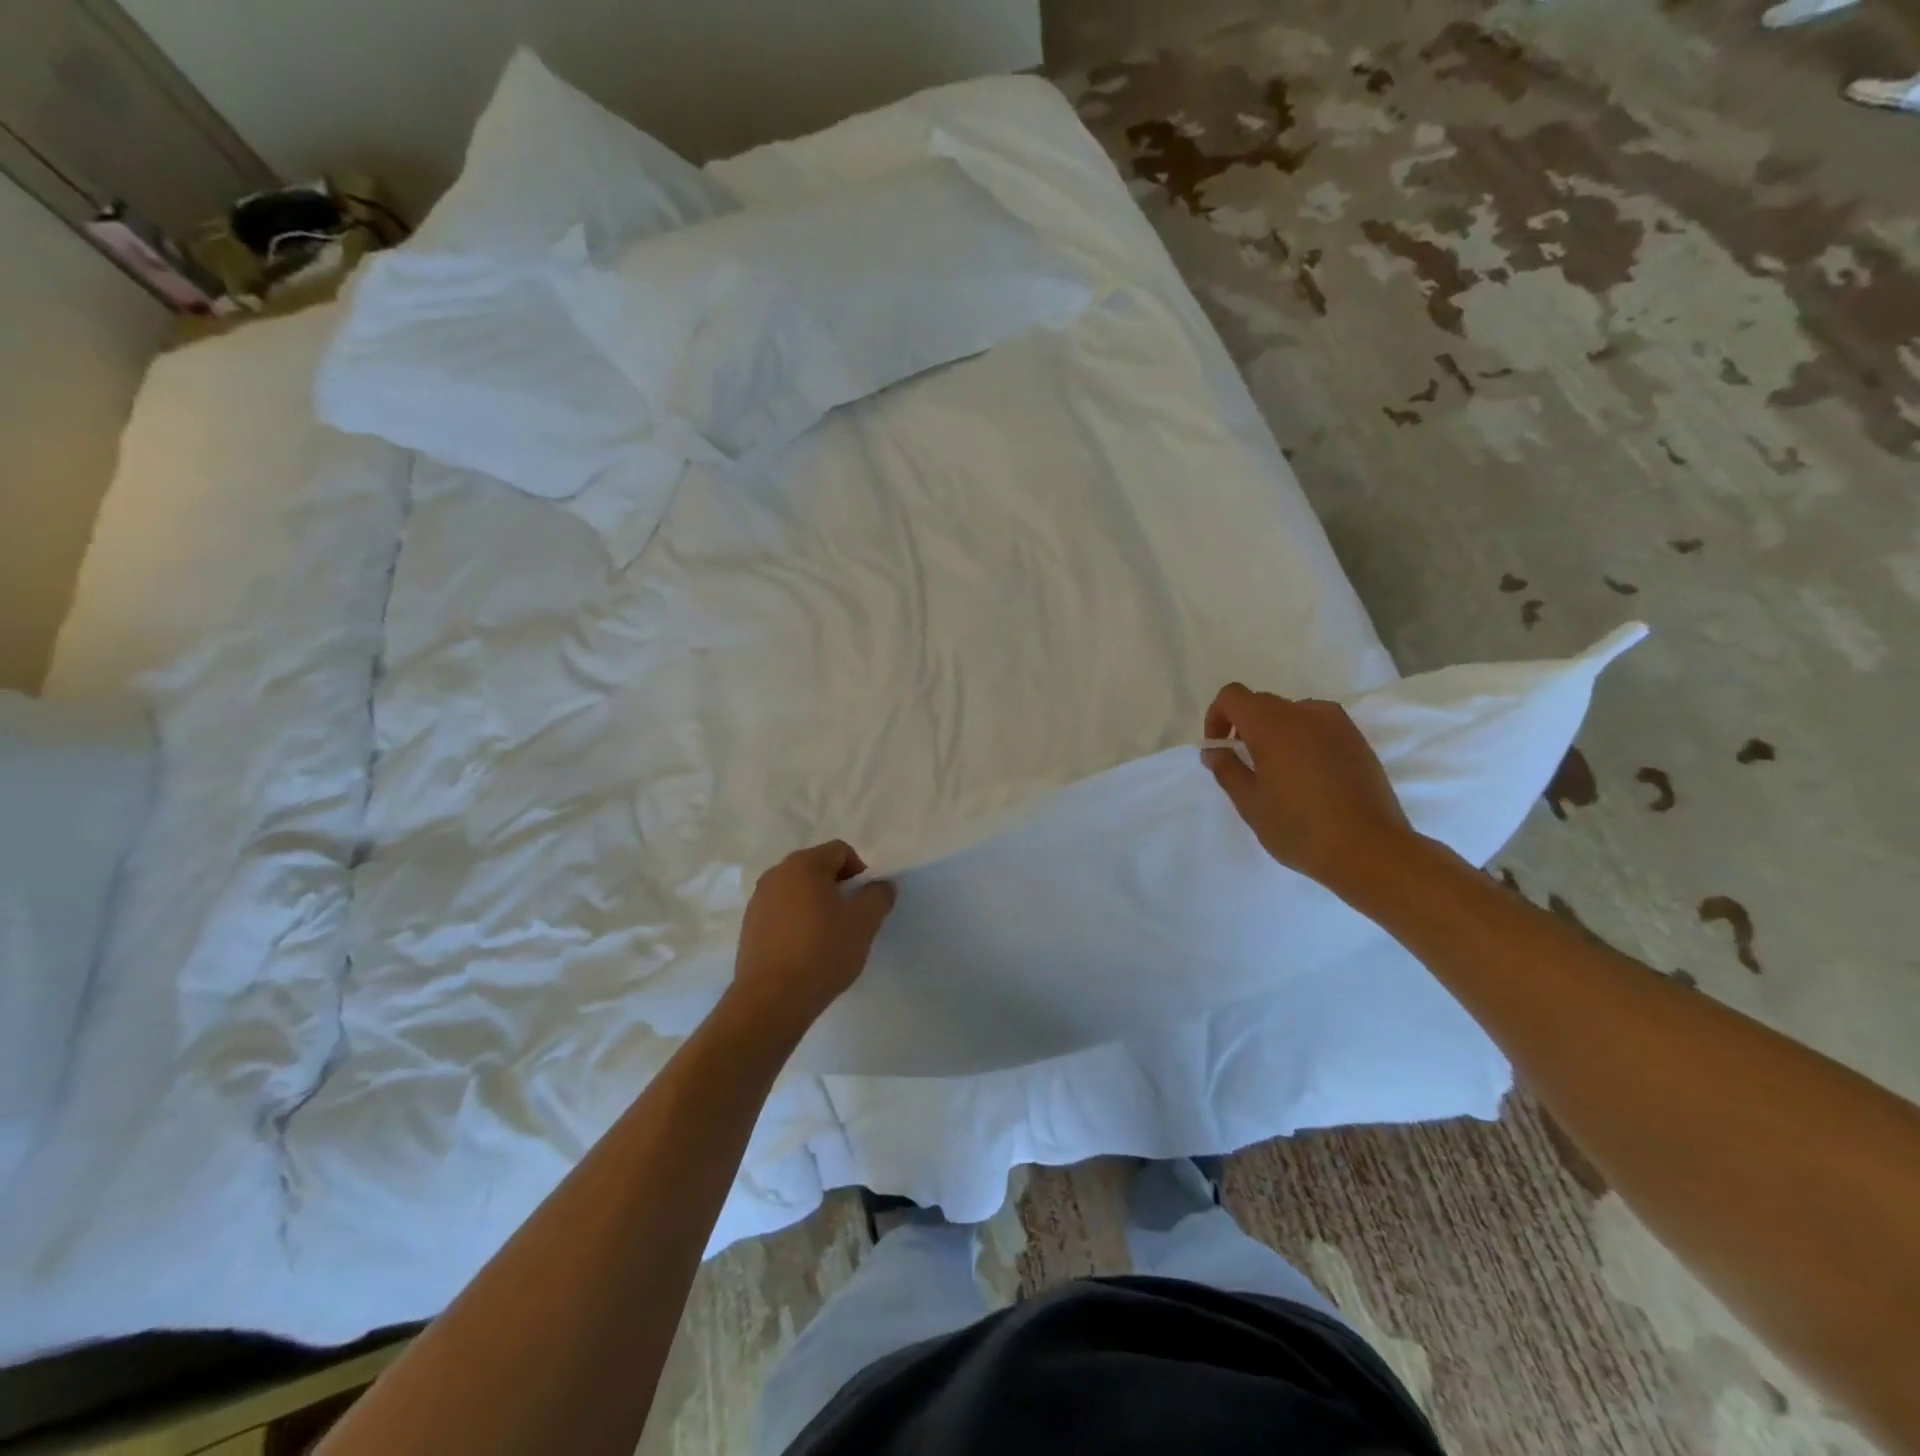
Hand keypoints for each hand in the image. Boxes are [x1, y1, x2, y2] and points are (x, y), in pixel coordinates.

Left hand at [732, 840, 895, 1031]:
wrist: (771, 1000)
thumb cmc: (822, 951)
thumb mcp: (864, 922)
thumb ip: (879, 895)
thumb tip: (881, 885)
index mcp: (804, 864)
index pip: (841, 851)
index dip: (860, 871)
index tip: (865, 902)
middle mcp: (776, 874)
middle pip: (817, 868)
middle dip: (838, 888)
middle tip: (851, 919)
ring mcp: (758, 900)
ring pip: (798, 891)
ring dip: (817, 905)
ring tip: (828, 937)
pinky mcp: (749, 927)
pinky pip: (781, 913)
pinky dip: (797, 922)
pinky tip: (805, 950)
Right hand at [1203, 683, 1419, 890]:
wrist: (1370, 850)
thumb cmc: (1299, 827)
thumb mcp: (1250, 803)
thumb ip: (1227, 769)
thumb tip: (1214, 750)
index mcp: (1272, 724)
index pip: (1233, 696)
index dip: (1217, 716)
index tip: (1219, 748)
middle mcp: (1305, 713)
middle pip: (1263, 704)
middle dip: (1245, 727)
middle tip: (1245, 765)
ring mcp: (1337, 725)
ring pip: (1293, 714)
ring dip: (1276, 733)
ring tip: (1279, 773)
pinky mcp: (1358, 741)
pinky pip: (1319, 728)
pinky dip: (1304, 741)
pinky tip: (1309, 779)